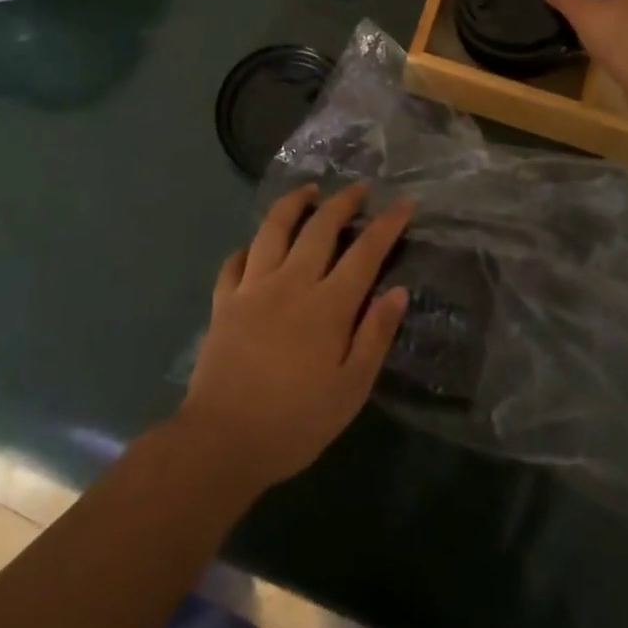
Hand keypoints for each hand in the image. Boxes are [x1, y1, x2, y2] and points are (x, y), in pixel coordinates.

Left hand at [177, 184, 411, 492]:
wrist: (222, 440)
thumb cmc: (296, 422)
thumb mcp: (350, 390)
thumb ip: (375, 336)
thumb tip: (397, 291)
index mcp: (327, 306)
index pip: (364, 253)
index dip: (387, 225)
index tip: (404, 202)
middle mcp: (291, 283)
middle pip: (319, 228)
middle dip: (343, 202)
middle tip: (359, 188)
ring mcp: (252, 287)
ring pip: (273, 229)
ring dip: (293, 204)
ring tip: (308, 190)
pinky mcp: (224, 300)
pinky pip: (235, 261)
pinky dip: (248, 246)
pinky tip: (255, 245)